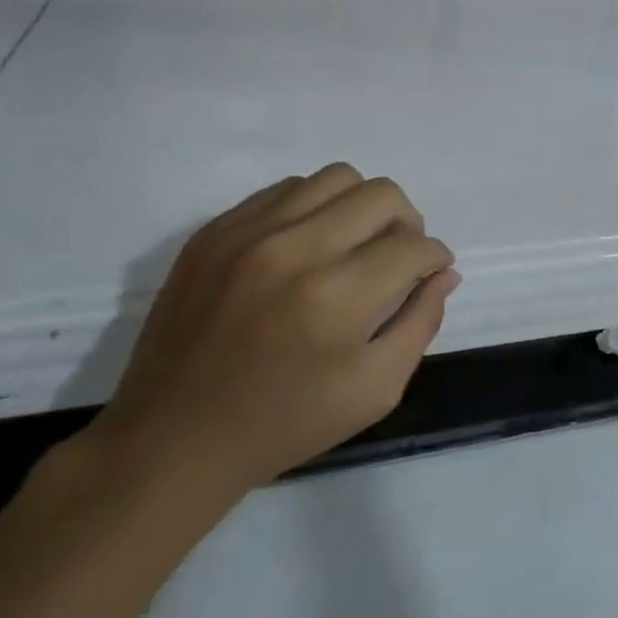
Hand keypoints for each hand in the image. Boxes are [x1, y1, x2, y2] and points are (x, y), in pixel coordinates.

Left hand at [88, 165, 458, 519]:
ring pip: (335, 178)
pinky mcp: (214, 230)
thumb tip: (443, 274)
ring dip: (362, 207)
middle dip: (408, 224)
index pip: (413, 247)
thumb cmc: (285, 424)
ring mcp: (247, 232)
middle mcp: (294, 248)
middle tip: (398, 257)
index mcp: (337, 297)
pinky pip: (285, 189)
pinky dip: (313, 208)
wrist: (174, 438)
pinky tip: (308, 245)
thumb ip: (420, 324)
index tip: (430, 273)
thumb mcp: (375, 391)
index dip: (435, 259)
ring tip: (354, 244)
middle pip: (382, 195)